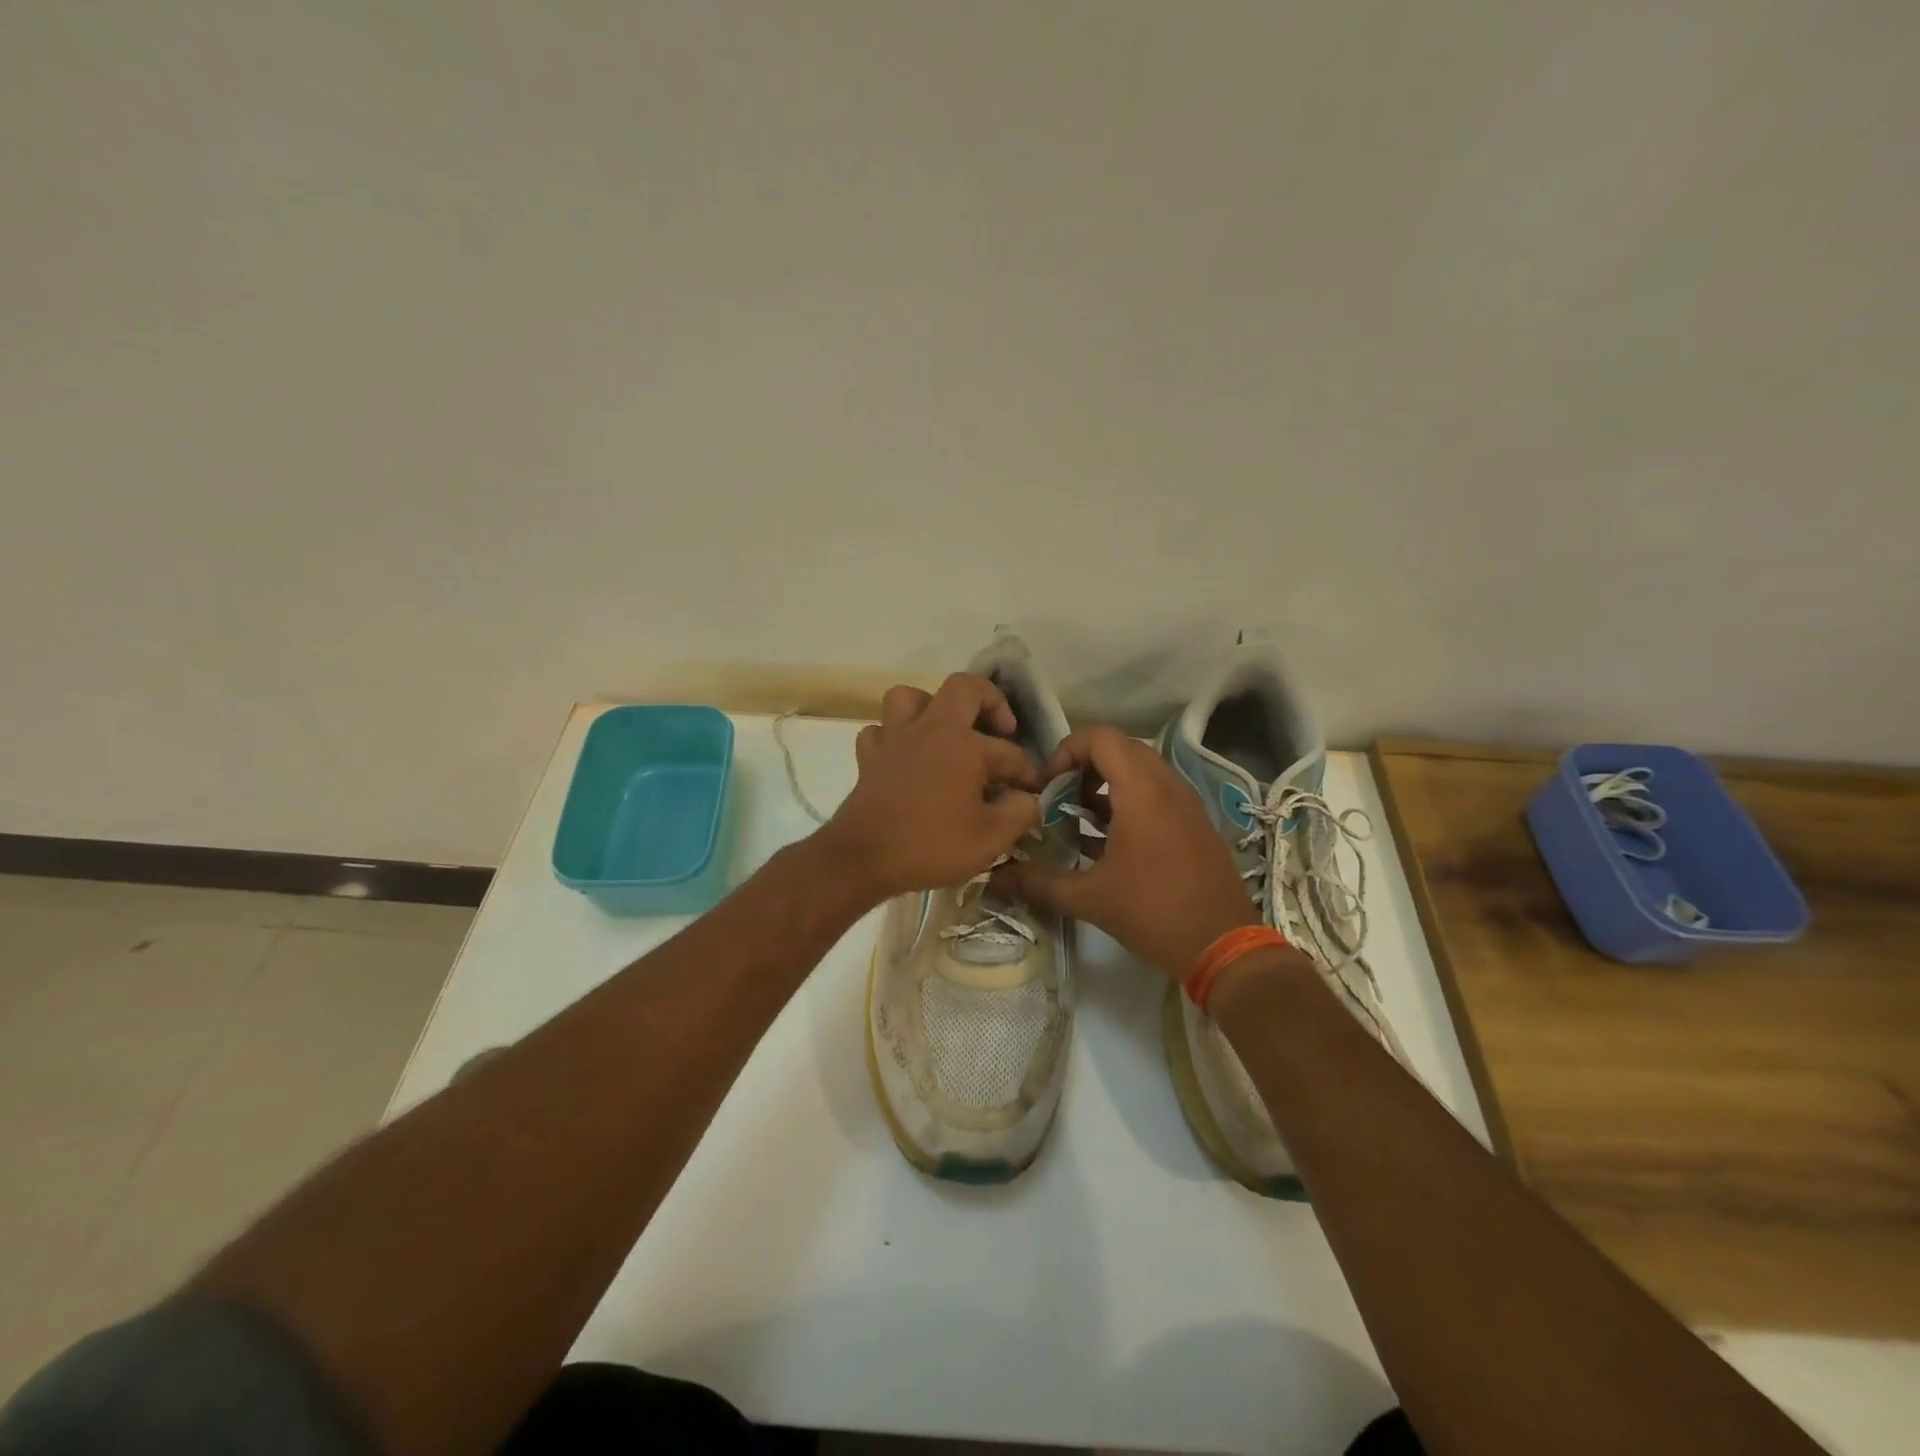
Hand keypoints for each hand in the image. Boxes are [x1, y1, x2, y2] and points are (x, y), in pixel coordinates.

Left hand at [820, 674, 1042, 900]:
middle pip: (963, 688)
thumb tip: (1029, 799)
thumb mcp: (991, 839)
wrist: (863, 858)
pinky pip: (881, 731)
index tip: (1032, 794)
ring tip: (947, 733)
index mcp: (964, 745)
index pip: (1009, 753)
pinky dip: (895, 737)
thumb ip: (1019, 813)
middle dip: (990, 701)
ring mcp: (895, 739)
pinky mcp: (869, 757)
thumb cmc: (930, 846)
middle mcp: (930, 729)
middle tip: (1001, 730)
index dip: (1027, 773)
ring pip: (910, 697)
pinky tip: (907, 756)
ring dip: (932, 708)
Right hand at [996, 725, 1257, 976]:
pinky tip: (1111, 841)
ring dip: (1107, 783)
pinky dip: (1130, 799)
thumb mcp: (1089, 899)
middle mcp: (1167, 785)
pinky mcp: (1196, 822)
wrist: (1225, 946)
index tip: (1047, 785)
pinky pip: (1158, 791)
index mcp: (1142, 791)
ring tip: (1081, 818)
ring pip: (1141, 769)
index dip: (1066, 750)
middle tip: (1061, 797)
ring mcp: (1187, 802)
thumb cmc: (1154, 912)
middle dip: (1084, 765)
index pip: (1100, 737)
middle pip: (1120, 748)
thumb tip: (996, 878)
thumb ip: (1039, 883)